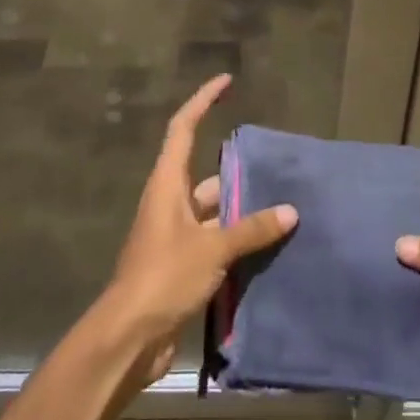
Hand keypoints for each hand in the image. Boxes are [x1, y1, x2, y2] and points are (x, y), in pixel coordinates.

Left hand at [96, 74, 297, 385]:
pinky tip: (268, 245)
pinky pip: (216, 240)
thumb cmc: (164, 277)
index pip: (184, 128)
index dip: (204, 100)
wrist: (129, 337)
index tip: (226, 82)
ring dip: (242, 210)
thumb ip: (251, 229)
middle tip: (276, 164)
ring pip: (214, 210)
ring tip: (283, 206)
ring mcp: (175, 235)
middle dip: (238, 169)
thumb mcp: (212, 248)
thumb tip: (290, 212)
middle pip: (205, 172)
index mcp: (167, 184)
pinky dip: (238, 240)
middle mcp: (170, 202)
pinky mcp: (182, 264)